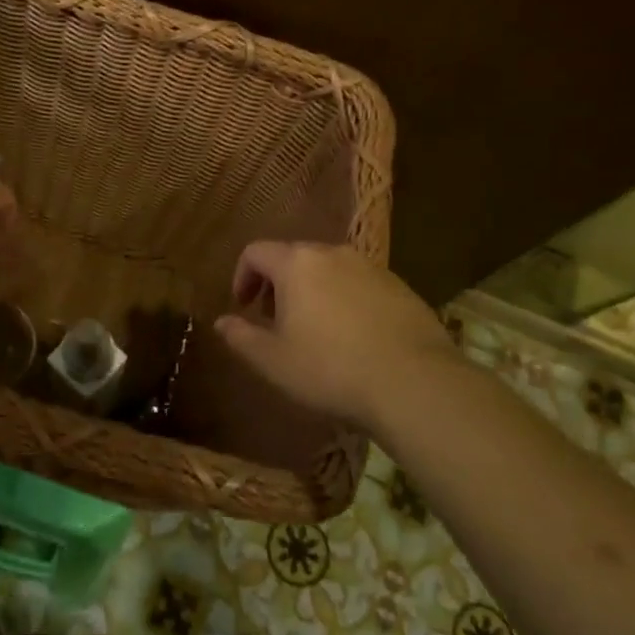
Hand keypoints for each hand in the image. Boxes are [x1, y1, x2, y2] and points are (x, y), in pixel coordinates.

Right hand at [214, 241, 465, 430]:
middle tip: (275, 320)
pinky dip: (345, 300)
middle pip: (293, 257)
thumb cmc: (331, 369)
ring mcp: (371, 267)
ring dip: (313, 291)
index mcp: (296, 264)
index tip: (243, 306)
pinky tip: (354, 337)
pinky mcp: (400, 286)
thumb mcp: (273, 361)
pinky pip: (359, 284)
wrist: (414, 382)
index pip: (256, 252)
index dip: (242, 276)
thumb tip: (220, 322)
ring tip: (315, 331)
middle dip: (277, 285)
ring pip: (329, 270)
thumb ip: (241, 337)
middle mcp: (332, 253)